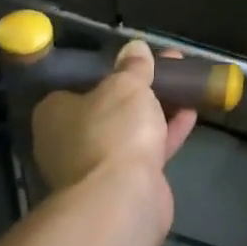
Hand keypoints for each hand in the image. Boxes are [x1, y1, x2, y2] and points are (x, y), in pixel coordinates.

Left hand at [31, 41, 197, 193]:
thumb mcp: (126, 86)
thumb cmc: (113, 131)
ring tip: (186, 86)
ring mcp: (95, 165)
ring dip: (157, 110)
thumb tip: (134, 48)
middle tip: (168, 69)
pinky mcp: (122, 183)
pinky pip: (146, 149)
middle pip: (109, 107)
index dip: (111, 71)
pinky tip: (191, 114)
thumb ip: (132, 67)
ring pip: (130, 129)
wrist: (121, 198)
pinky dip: (166, 132)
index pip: (80, 85)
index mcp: (55, 113)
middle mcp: (68, 140)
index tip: (139, 61)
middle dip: (140, 89)